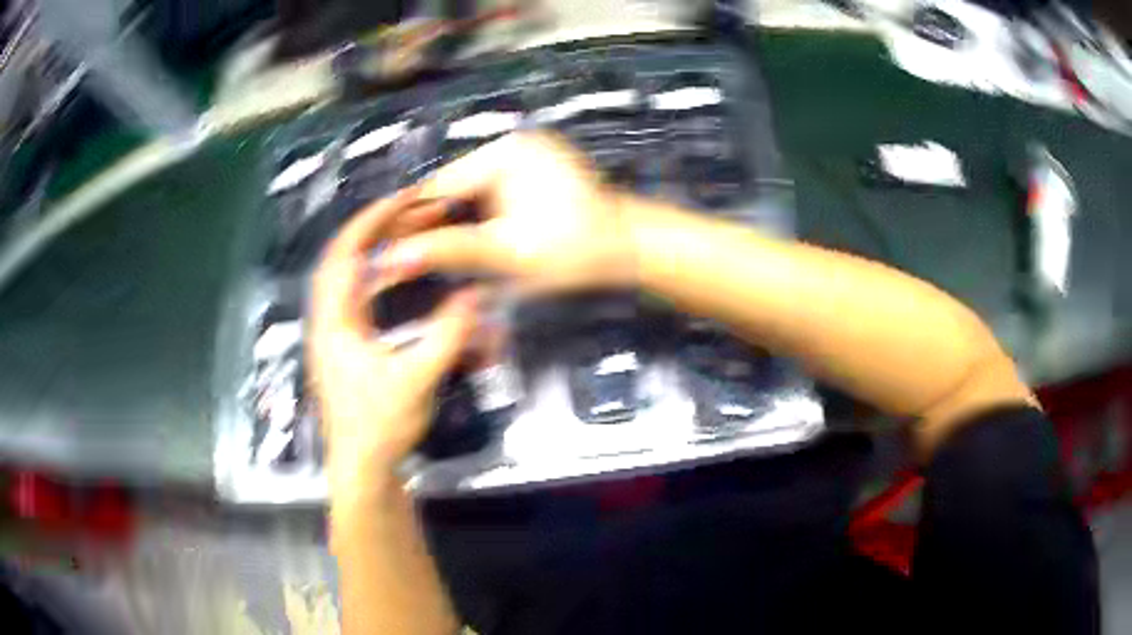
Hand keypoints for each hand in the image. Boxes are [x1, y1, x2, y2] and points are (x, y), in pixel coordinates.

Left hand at [309, 189, 477, 502]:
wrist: (362, 467)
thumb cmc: (381, 425)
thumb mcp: (417, 380)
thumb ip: (447, 336)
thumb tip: (476, 294)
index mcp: (334, 321)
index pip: (345, 253)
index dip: (373, 219)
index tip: (405, 196)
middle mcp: (326, 320)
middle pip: (339, 257)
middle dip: (370, 226)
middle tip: (407, 207)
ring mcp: (330, 334)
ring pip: (340, 276)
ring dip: (366, 248)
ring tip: (398, 231)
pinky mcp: (340, 347)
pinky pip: (348, 296)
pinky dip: (367, 275)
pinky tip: (387, 277)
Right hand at [377, 132, 636, 292]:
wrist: (630, 249)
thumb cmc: (577, 252)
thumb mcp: (508, 253)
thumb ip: (448, 251)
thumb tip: (393, 258)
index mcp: (505, 154)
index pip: (440, 185)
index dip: (409, 218)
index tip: (384, 247)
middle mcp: (512, 144)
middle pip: (453, 186)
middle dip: (430, 221)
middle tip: (402, 258)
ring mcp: (525, 153)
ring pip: (469, 190)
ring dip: (450, 220)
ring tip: (424, 253)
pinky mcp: (533, 168)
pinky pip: (489, 192)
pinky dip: (475, 216)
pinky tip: (461, 240)